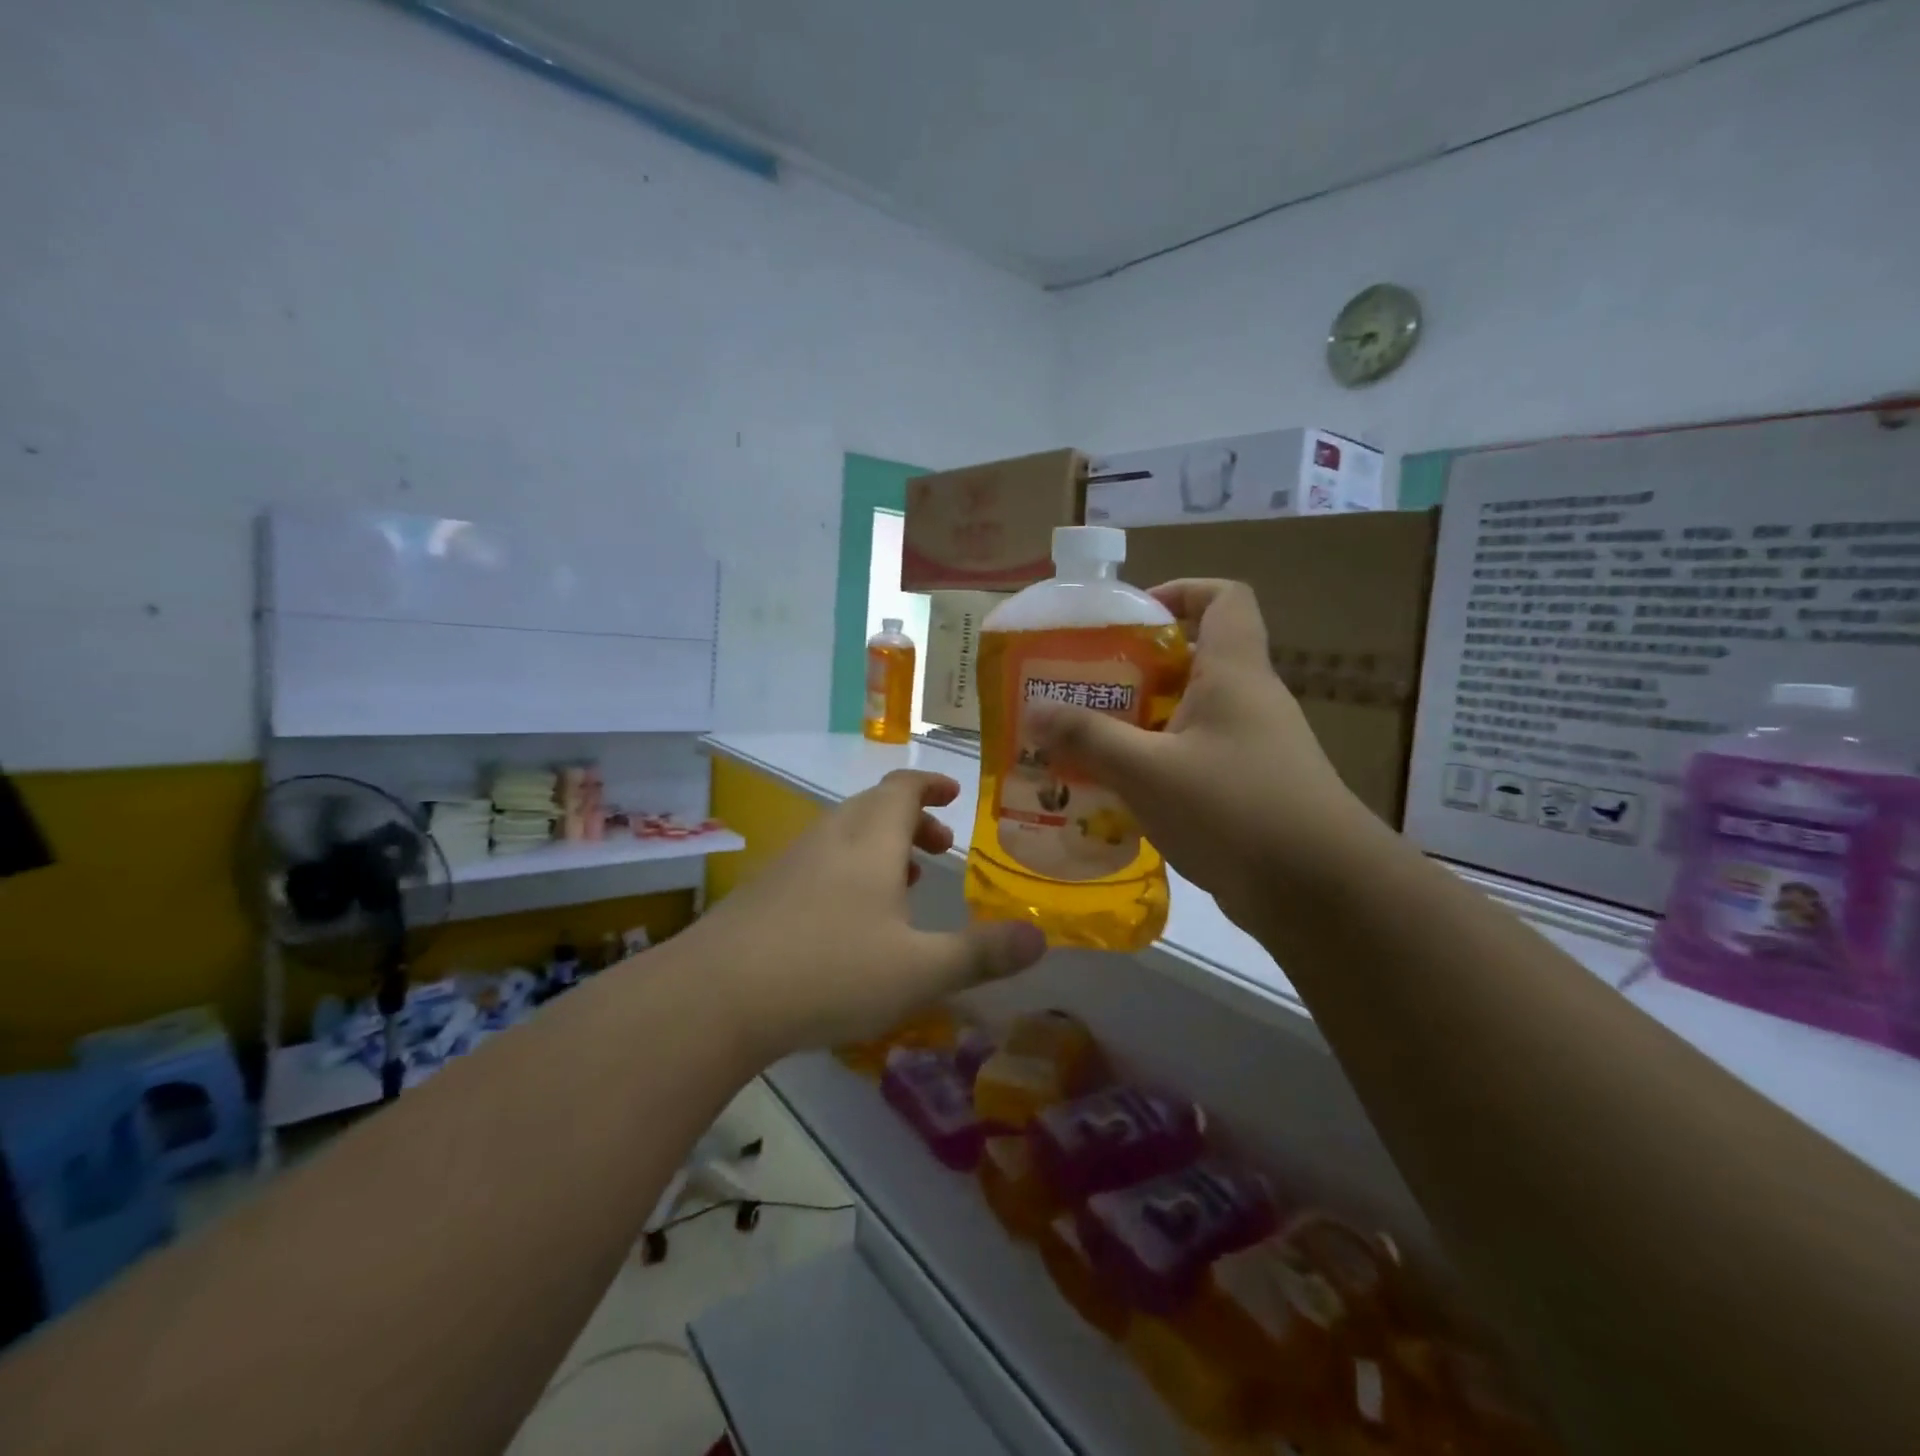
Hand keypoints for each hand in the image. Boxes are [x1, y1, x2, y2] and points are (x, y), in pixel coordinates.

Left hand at [688, 770, 1046, 1060]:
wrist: (717, 996)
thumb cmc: (830, 970)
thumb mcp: (920, 971)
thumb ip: (982, 954)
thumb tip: (1041, 938)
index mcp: (870, 840)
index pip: (903, 788)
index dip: (931, 785)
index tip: (954, 795)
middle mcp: (831, 838)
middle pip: (873, 806)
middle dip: (912, 819)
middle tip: (941, 849)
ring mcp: (792, 862)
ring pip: (844, 835)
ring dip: (880, 846)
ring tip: (905, 883)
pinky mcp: (765, 891)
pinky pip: (820, 862)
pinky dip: (849, 870)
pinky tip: (851, 920)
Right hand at [1025, 579, 1377, 934]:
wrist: (1319, 893)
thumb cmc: (1234, 810)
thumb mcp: (1147, 771)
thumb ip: (1088, 738)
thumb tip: (1033, 712)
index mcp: (1233, 673)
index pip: (1224, 597)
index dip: (1179, 592)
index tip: (1130, 619)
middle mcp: (1248, 701)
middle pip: (1193, 661)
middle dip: (1135, 671)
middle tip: (1083, 690)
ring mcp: (1253, 748)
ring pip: (1188, 717)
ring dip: (1140, 725)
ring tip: (1086, 745)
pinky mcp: (1249, 791)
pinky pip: (1194, 761)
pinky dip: (1157, 767)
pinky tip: (1118, 795)